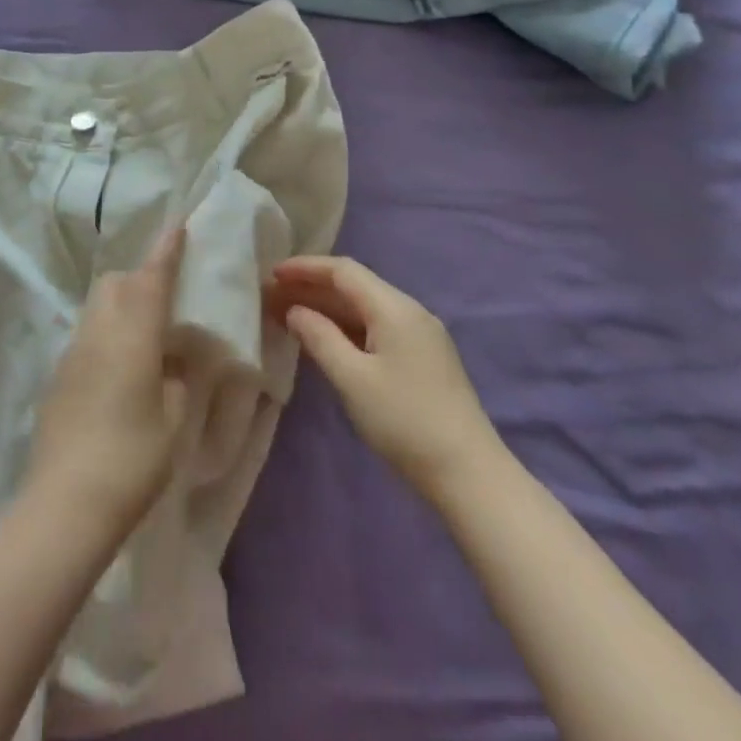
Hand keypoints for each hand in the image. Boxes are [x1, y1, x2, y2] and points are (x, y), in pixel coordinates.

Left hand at [27, 226, 188, 535]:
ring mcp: (72, 354)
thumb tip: (173, 359)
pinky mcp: (58, 377)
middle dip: (139, 278)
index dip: (165, 251)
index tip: (177, 225)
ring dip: (120, 306)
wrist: (65, 503)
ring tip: (145, 336)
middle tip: (165, 299)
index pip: (151, 279)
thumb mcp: (174, 420)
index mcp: (132, 336)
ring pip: (97, 308)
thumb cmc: (132, 459)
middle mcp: (98, 333)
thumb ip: (177, 379)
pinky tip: (120, 371)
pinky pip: (87, 338)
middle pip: (114, 284)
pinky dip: (106, 335)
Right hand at [269, 256, 502, 498]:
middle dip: (312, 288)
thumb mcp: (353, 379)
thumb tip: (296, 310)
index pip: (344, 271)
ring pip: (365, 309)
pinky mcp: (422, 359)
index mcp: (395, 308)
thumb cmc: (404, 421)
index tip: (272, 273)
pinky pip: (376, 328)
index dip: (306, 267)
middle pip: (355, 287)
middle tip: (273, 297)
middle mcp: (410, 312)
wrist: (469, 473)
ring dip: (327, 309)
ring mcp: (420, 335)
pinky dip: (346, 328)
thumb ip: (320, 337)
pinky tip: (325, 340)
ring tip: (289, 316)